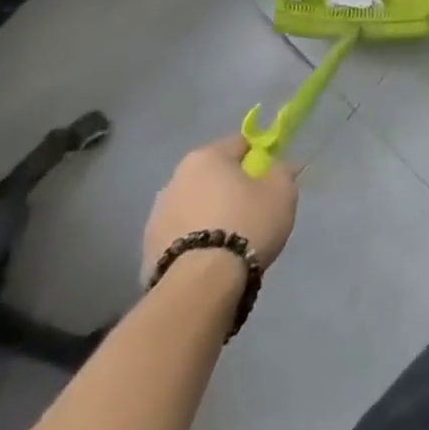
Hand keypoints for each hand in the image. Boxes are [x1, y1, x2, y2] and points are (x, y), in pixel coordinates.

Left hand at [141, 135, 298, 280]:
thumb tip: (278, 166)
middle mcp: (175, 178)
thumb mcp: (282, 191)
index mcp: (206, 156)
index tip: (269, 180)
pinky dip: (194, 242)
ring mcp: (156, 215)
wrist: (201, 284)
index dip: (258, 159)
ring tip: (229, 242)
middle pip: (212, 176)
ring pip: (194, 206)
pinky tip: (210, 261)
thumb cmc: (246, 224)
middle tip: (252, 211)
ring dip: (208, 215)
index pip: (239, 144)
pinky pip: (180, 236)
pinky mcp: (146, 250)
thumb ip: (282, 171)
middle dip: (230, 189)